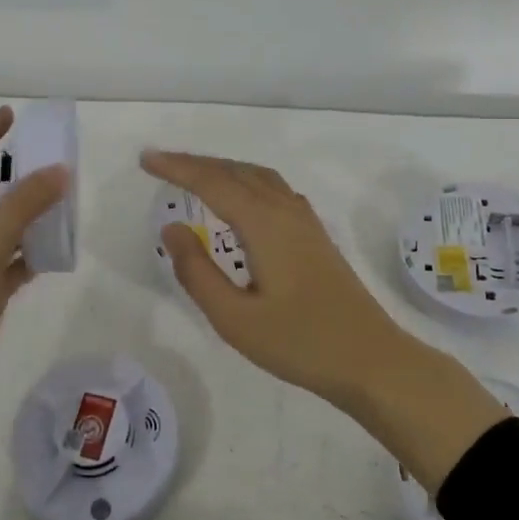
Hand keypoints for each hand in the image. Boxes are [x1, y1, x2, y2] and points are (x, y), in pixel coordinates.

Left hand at [0, 107, 68, 471]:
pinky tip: (58, 252)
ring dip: (33, 217)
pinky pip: (15, 265)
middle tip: (58, 166)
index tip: (11, 114)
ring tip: (68, 205)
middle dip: (20, 178)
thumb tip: (58, 169)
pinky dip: (34, 256)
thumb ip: (21, 209)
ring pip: (7, 230)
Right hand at [141, 151, 505, 491]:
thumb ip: (197, 272)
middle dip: (196, 163)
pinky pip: (273, 188)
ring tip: (194, 174)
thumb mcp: (235, 319)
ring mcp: (305, 221)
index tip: (146, 159)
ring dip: (223, 168)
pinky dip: (246, 180)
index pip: (212, 183)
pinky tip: (242, 198)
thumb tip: (171, 228)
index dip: (177, 168)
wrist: (372, 360)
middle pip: (235, 171)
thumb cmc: (300, 342)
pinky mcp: (315, 235)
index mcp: (263, 224)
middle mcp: (285, 210)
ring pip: (258, 176)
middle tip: (160, 163)